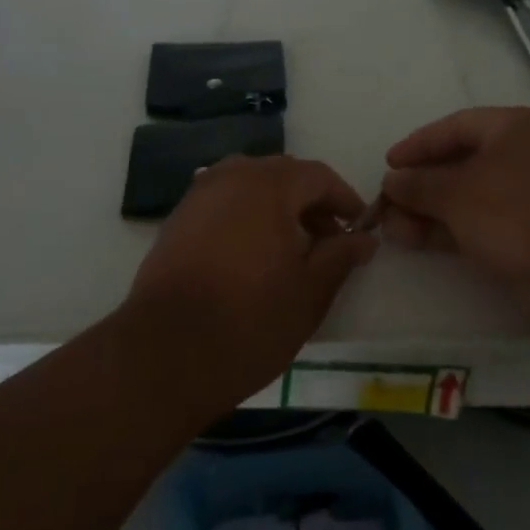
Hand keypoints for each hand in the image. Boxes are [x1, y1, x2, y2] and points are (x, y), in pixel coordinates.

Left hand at [122, 155, 378, 411]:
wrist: (164, 354)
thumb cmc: (249, 321)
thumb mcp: (310, 292)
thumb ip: (341, 256)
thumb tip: (365, 238)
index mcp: (268, 186)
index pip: (318, 176)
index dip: (344, 199)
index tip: (359, 228)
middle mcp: (230, 177)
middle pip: (282, 175)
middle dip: (310, 202)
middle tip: (329, 241)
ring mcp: (198, 196)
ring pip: (249, 186)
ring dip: (277, 207)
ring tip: (291, 249)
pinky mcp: (176, 220)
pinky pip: (223, 203)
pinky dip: (246, 216)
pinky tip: (252, 254)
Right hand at [379, 107, 529, 315]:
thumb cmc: (516, 213)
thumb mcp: (456, 193)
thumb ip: (418, 184)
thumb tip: (391, 181)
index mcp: (515, 128)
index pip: (456, 126)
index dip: (418, 144)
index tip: (388, 163)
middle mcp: (525, 155)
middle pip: (461, 162)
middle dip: (420, 185)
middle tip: (388, 203)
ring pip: (469, 197)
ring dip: (429, 211)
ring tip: (393, 229)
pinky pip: (482, 221)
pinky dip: (450, 228)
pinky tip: (417, 241)